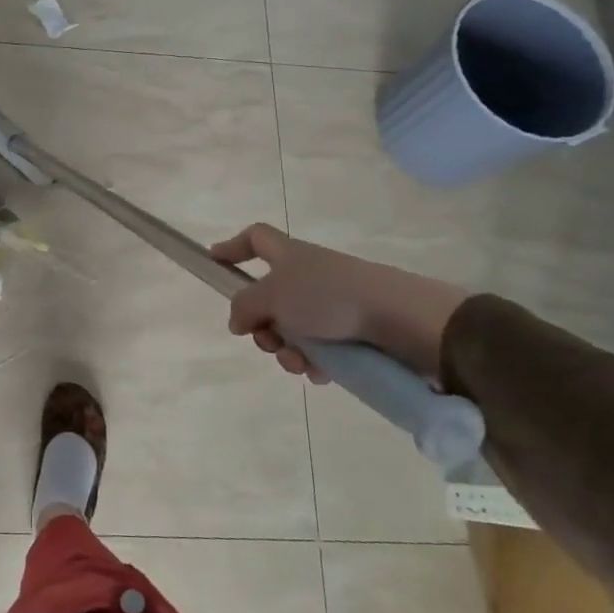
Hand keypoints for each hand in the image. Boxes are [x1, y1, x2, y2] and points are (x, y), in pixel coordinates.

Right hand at [207, 224, 468, 384]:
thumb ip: (244, 306)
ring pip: (292, 329)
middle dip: (261, 326)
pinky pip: (320, 348)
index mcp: (289, 255)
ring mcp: (333, 303)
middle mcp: (309, 275)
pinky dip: (315, 362)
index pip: (256, 238)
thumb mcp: (272, 296)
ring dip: (287, 350)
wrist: (399, 318)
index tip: (214, 262)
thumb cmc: (328, 296)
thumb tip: (238, 321)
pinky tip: (321, 373)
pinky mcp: (354, 330)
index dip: (233, 247)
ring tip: (301, 363)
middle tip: (267, 341)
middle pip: (269, 297)